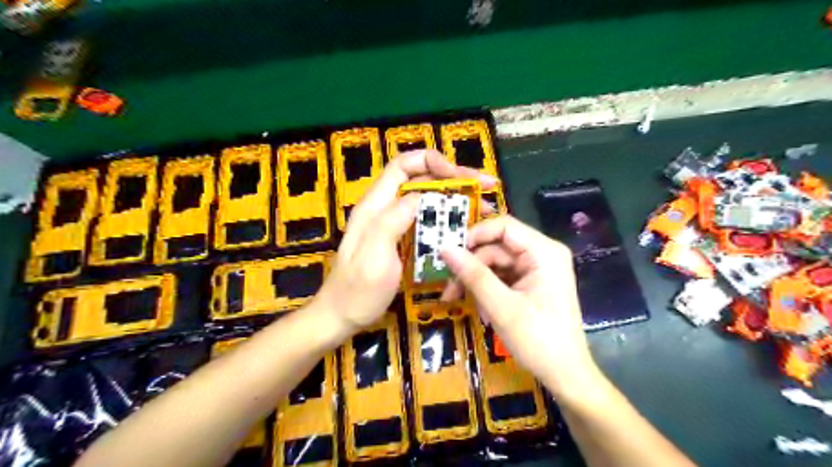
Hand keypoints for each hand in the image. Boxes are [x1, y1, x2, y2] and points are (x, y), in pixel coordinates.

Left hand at [313, 149, 492, 335]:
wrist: (343, 316)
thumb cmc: (357, 290)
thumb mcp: (374, 255)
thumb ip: (393, 220)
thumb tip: (422, 195)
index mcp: (375, 205)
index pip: (403, 166)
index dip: (432, 162)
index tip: (460, 176)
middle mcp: (385, 208)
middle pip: (421, 180)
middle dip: (454, 179)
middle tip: (486, 188)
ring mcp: (394, 224)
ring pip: (428, 201)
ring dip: (456, 200)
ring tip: (484, 209)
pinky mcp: (402, 240)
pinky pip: (428, 222)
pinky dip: (449, 220)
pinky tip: (466, 229)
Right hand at [441, 215, 597, 397]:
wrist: (565, 375)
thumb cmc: (539, 340)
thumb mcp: (501, 307)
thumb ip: (473, 275)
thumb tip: (444, 248)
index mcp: (544, 252)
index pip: (504, 226)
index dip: (475, 235)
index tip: (450, 253)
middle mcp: (542, 254)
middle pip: (496, 247)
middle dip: (471, 266)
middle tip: (448, 288)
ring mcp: (536, 269)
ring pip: (495, 263)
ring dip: (475, 281)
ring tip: (458, 302)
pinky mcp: (530, 283)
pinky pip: (501, 277)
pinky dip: (486, 290)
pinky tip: (480, 310)